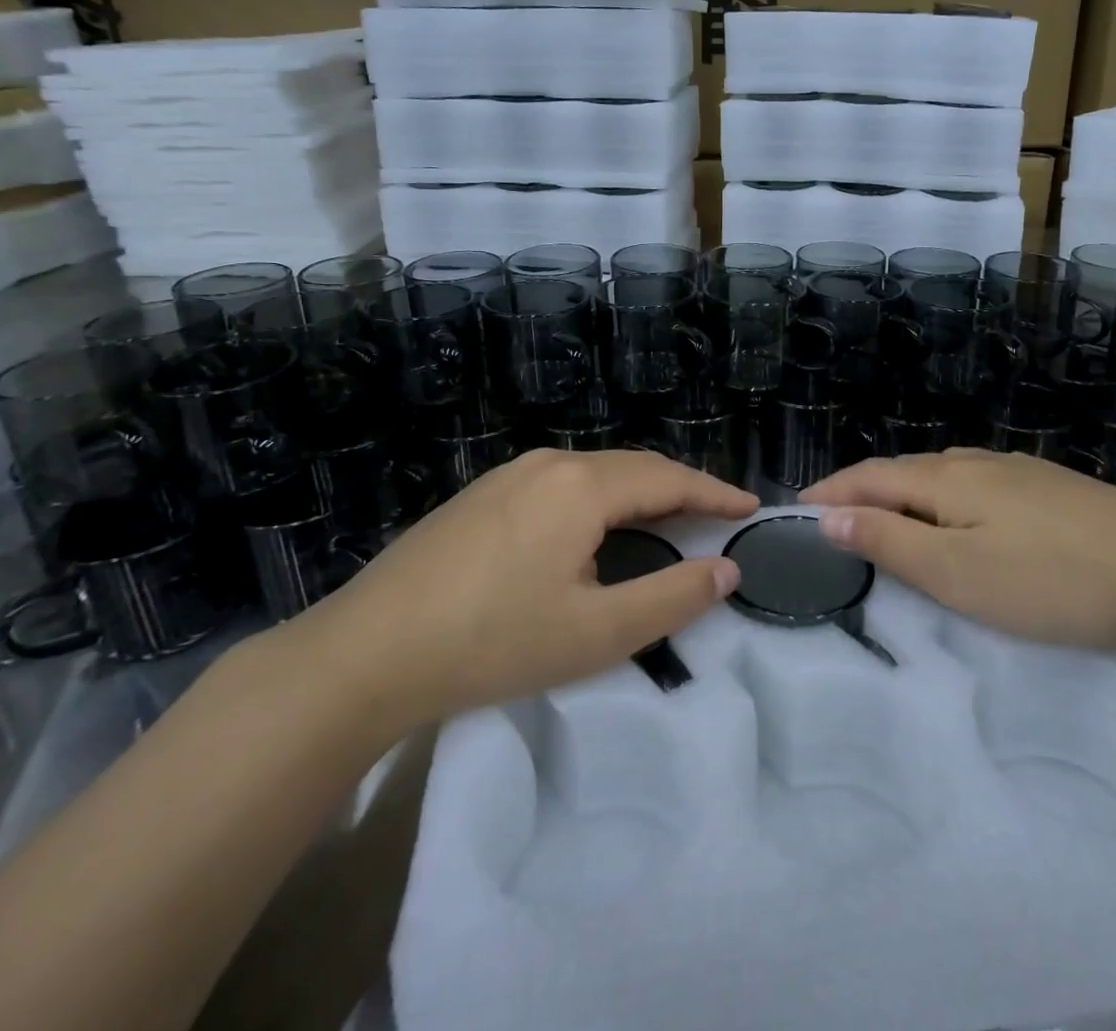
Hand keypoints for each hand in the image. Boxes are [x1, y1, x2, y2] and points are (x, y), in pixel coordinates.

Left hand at [287, 450, 754, 736]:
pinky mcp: (483, 494)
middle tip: (717, 516)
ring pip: (597, 473)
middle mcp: (551, 463)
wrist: (365, 652)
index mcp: (583, 486)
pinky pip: (563, 483)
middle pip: (635, 467)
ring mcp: (511, 474)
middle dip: (682, 489)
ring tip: (668, 521)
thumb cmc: (492, 642)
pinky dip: (602, 499)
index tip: (750, 508)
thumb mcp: (596, 633)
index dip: (715, 494)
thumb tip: (725, 569)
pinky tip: (598, 528)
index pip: (669, 479)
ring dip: (640, 493)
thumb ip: (672, 598)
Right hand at [801, 448, 1115, 650]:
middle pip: (905, 469)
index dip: (830, 491)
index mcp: (947, 478)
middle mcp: (978, 462)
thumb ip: (890, 541)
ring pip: (944, 474)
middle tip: (834, 515)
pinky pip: (978, 484)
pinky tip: (961, 515)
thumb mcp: (957, 572)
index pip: (870, 477)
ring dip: (904, 492)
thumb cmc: (1050, 579)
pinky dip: (945, 498)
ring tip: (887, 514)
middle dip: (863, 489)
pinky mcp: (1053, 489)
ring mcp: (1021, 471)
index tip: (795, 506)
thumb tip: (829, 516)